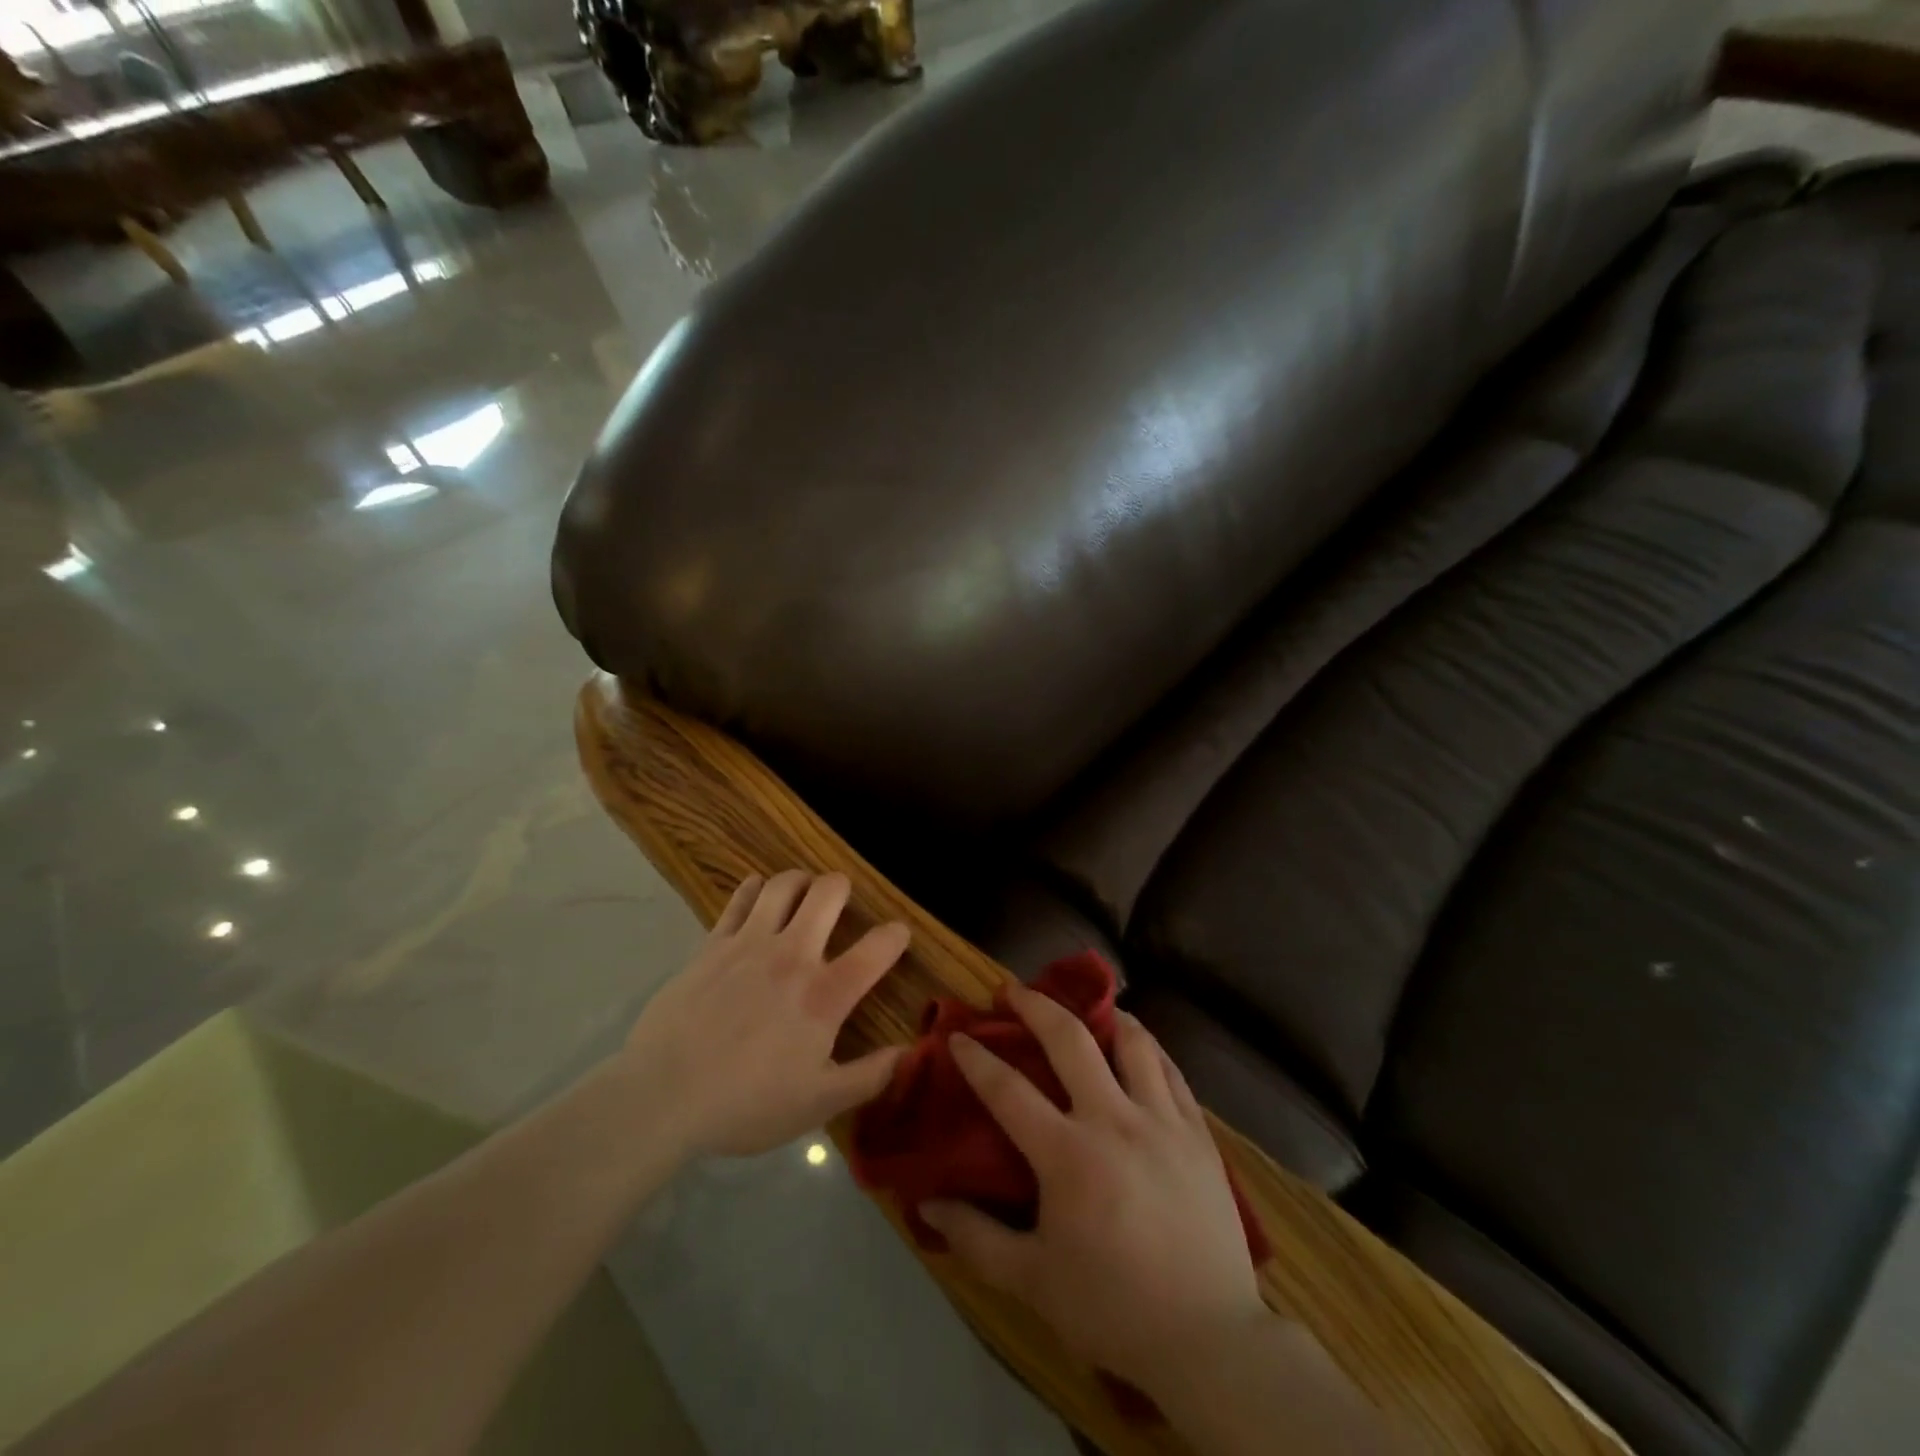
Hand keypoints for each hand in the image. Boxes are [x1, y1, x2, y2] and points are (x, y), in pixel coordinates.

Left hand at [618, 871, 908, 1159]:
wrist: (663, 1097)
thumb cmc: (746, 1105)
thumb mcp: (817, 1105)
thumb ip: (868, 1078)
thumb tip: (907, 1053)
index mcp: (825, 995)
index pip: (877, 949)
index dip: (895, 935)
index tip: (898, 934)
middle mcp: (793, 955)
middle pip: (828, 893)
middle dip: (842, 888)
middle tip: (841, 901)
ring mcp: (749, 943)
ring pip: (784, 885)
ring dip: (801, 881)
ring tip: (803, 892)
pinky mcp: (713, 944)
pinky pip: (740, 899)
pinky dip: (754, 888)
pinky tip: (758, 892)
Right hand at [920, 985, 1267, 1398]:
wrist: (1209, 1339)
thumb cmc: (1113, 1308)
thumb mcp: (1033, 1282)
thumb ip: (975, 1238)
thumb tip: (925, 1203)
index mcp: (1068, 1155)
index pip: (1008, 1090)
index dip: (977, 1059)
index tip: (957, 1037)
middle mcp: (1114, 1120)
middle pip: (1070, 1040)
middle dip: (1035, 1005)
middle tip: (1013, 990)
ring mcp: (1162, 1120)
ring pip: (1131, 1041)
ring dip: (1102, 1016)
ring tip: (1086, 1007)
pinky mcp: (1198, 1131)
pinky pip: (1170, 1070)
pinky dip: (1148, 1048)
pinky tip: (1137, 1046)